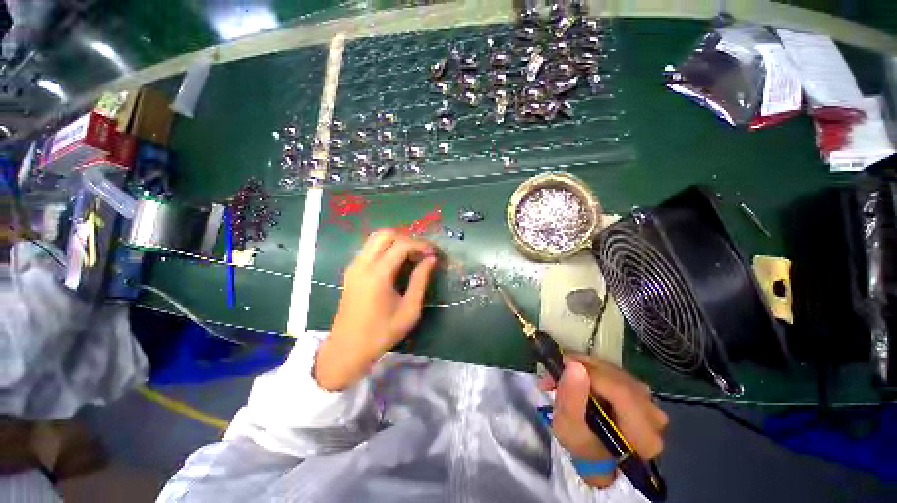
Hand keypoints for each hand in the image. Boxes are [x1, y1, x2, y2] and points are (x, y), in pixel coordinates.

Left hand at [314, 230, 437, 390]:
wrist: (348, 348)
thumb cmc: (382, 332)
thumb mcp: (410, 310)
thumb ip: (420, 281)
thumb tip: (431, 259)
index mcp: (378, 275)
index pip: (402, 245)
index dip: (421, 245)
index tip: (433, 253)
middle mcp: (363, 264)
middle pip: (385, 234)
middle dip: (407, 238)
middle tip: (421, 252)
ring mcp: (354, 266)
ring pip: (376, 238)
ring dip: (396, 241)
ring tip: (411, 255)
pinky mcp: (351, 270)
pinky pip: (370, 248)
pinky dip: (386, 247)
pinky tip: (396, 262)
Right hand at [539, 355, 667, 487]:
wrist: (596, 455)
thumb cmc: (582, 447)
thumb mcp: (567, 429)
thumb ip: (570, 399)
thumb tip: (574, 365)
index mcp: (643, 435)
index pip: (620, 391)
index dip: (590, 372)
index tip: (563, 365)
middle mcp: (654, 416)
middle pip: (619, 378)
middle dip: (585, 367)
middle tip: (560, 368)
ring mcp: (651, 403)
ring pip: (617, 372)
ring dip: (588, 367)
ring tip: (568, 373)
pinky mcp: (642, 394)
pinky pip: (618, 372)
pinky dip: (596, 369)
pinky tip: (581, 375)